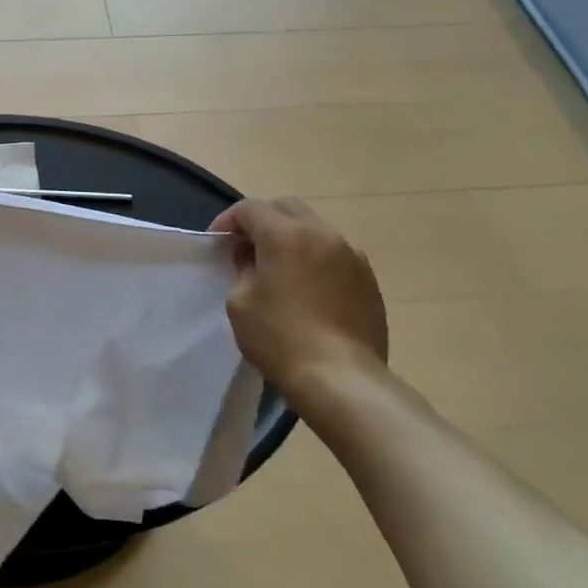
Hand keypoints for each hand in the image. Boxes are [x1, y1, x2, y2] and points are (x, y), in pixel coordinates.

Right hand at [210, 198, 387, 391]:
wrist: (342, 379)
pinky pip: (335, 253)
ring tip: (279, 266)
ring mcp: (351, 255)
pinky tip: (308, 286)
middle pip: (286, 208)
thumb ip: (243, 269)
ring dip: (292, 237)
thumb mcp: (240, 302)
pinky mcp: (368, 279)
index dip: (229, 220)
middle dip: (263, 220)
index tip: (218, 242)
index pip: (250, 209)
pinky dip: (316, 257)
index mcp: (285, 234)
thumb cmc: (280, 338)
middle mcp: (321, 233)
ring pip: (315, 228)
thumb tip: (253, 258)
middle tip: (247, 246)